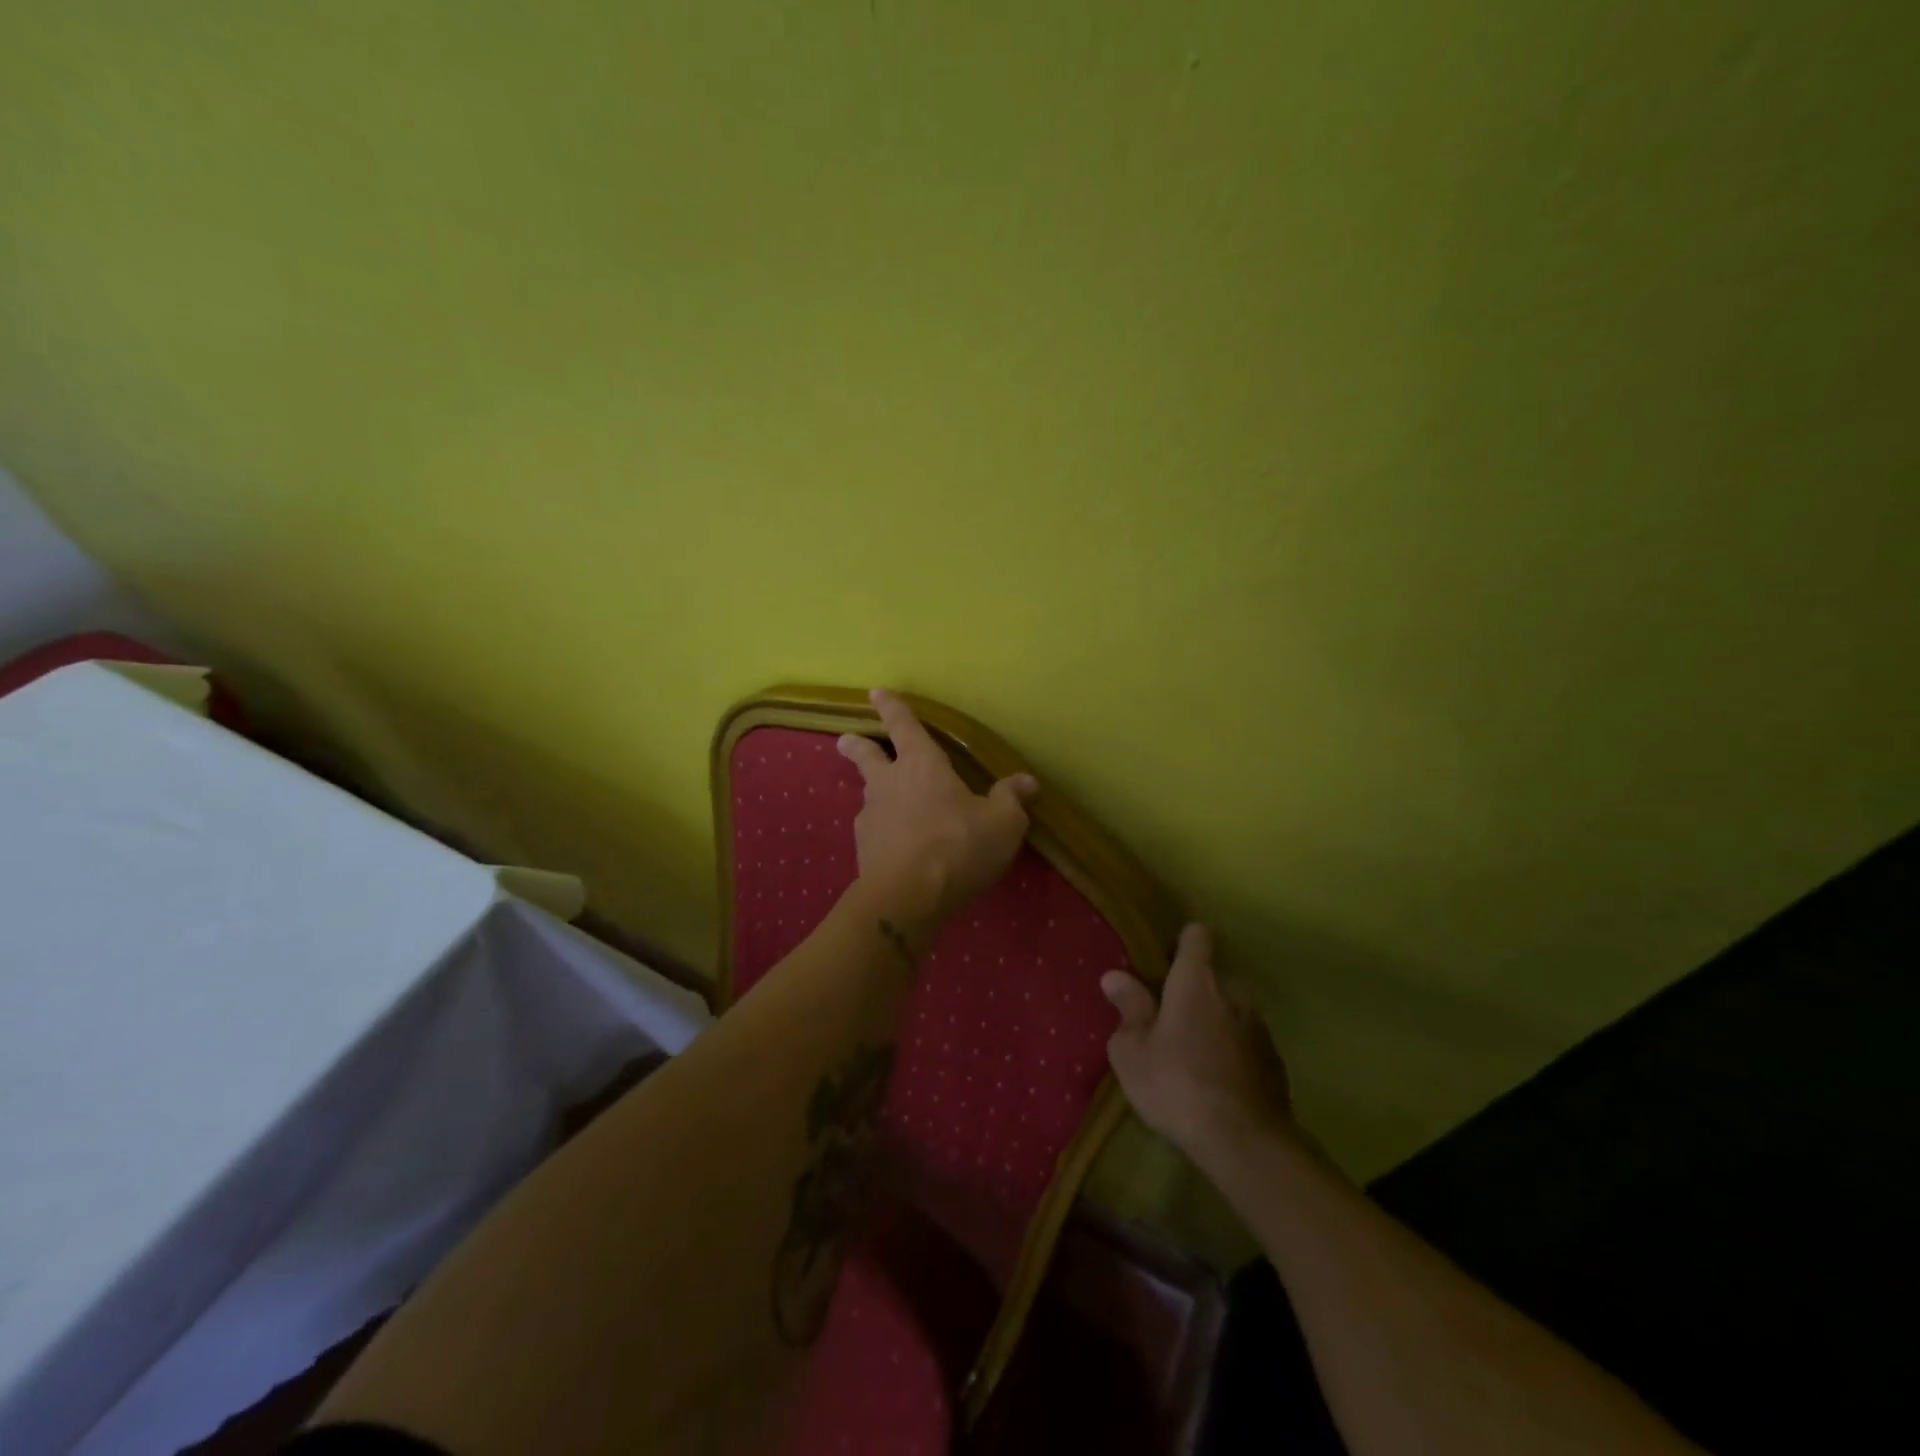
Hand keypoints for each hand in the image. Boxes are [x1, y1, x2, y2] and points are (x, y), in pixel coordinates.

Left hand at [837, 690, 1038, 930]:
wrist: (907, 897)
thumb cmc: (958, 846)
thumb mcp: (1002, 822)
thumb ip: (1012, 799)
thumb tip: (1027, 781)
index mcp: (922, 765)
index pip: (904, 726)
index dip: (892, 708)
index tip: (876, 692)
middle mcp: (890, 784)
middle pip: (866, 756)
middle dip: (856, 745)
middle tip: (844, 740)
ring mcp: (872, 817)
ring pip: (869, 795)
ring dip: (874, 793)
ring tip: (886, 803)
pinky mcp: (864, 850)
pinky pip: (874, 831)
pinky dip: (882, 831)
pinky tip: (894, 845)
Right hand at [1102, 924, 1294, 1157]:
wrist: (1245, 1143)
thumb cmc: (1176, 1085)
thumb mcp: (1132, 1050)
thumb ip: (1128, 1008)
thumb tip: (1115, 976)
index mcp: (1196, 981)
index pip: (1196, 936)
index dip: (1180, 943)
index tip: (1163, 963)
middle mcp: (1233, 993)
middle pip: (1212, 976)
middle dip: (1193, 991)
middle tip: (1168, 1021)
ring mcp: (1259, 1027)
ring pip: (1231, 1010)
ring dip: (1214, 1023)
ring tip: (1192, 1056)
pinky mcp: (1275, 1062)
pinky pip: (1247, 1042)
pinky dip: (1232, 1052)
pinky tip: (1217, 1083)